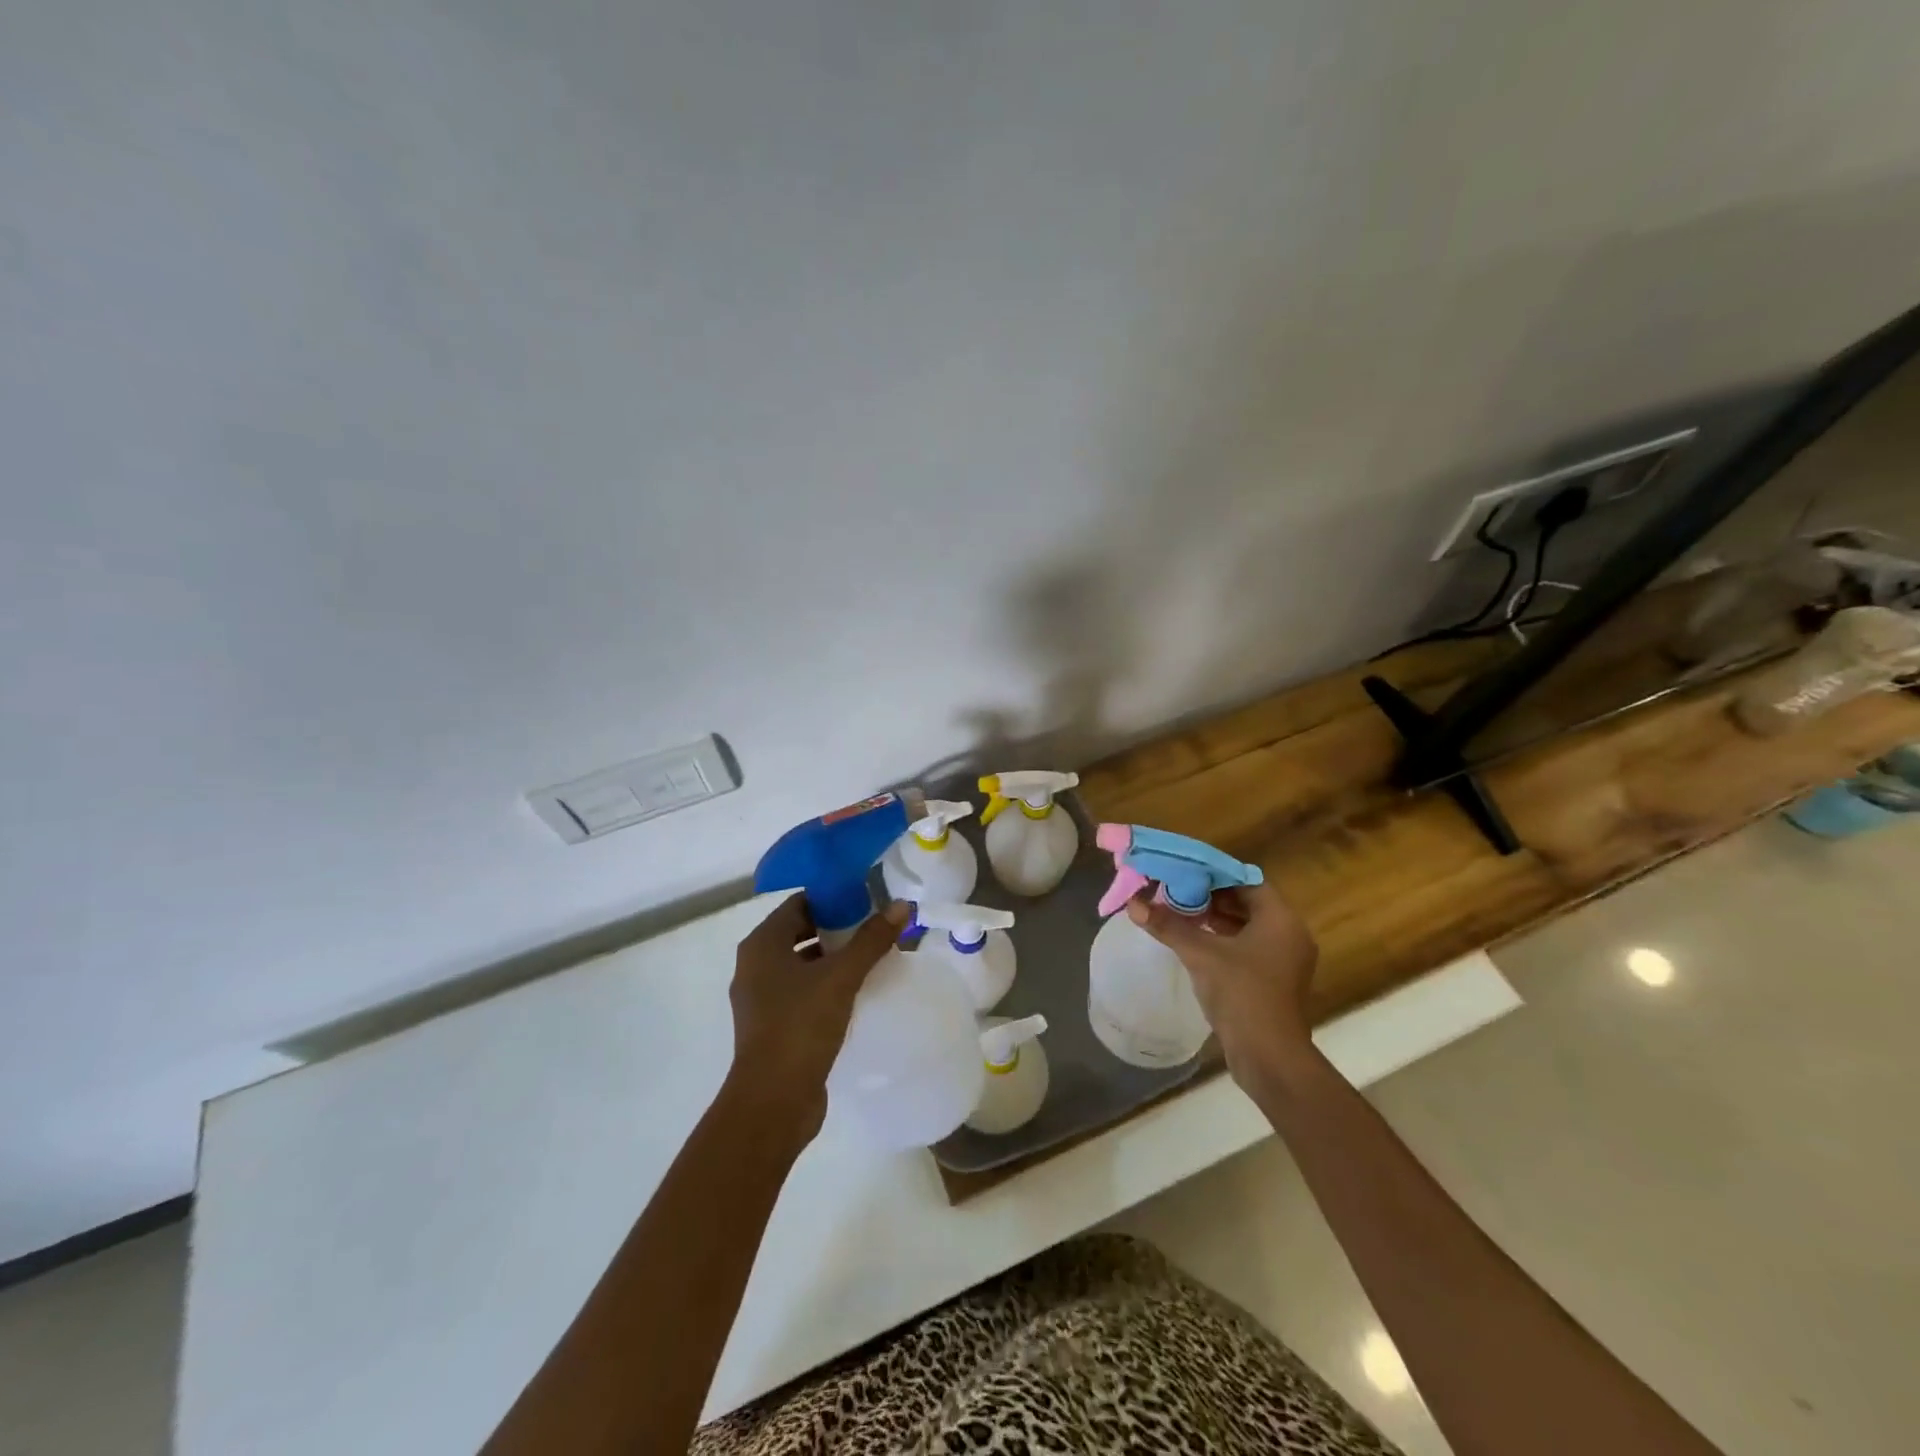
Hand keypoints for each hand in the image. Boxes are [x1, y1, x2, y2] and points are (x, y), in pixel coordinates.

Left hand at [723, 895, 907, 1146]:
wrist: (773, 1101)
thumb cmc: (801, 1026)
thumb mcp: (841, 977)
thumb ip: (871, 940)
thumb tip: (902, 905)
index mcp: (762, 945)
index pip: (799, 903)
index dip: (832, 898)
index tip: (866, 900)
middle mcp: (755, 966)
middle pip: (800, 932)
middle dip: (836, 928)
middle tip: (874, 928)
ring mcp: (761, 998)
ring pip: (802, 964)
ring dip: (833, 958)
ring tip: (872, 957)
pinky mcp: (773, 1026)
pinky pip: (802, 991)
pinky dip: (826, 985)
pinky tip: (856, 992)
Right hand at [1126, 880, 1319, 1084]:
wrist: (1269, 1057)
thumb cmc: (1241, 994)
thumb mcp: (1200, 954)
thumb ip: (1168, 925)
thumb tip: (1133, 904)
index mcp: (1281, 919)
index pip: (1247, 881)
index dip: (1215, 874)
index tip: (1185, 872)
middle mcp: (1289, 934)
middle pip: (1247, 902)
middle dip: (1211, 896)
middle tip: (1177, 890)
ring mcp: (1285, 960)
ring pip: (1247, 926)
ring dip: (1215, 918)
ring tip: (1179, 912)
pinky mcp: (1275, 981)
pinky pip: (1248, 947)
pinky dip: (1223, 939)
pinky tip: (1194, 941)